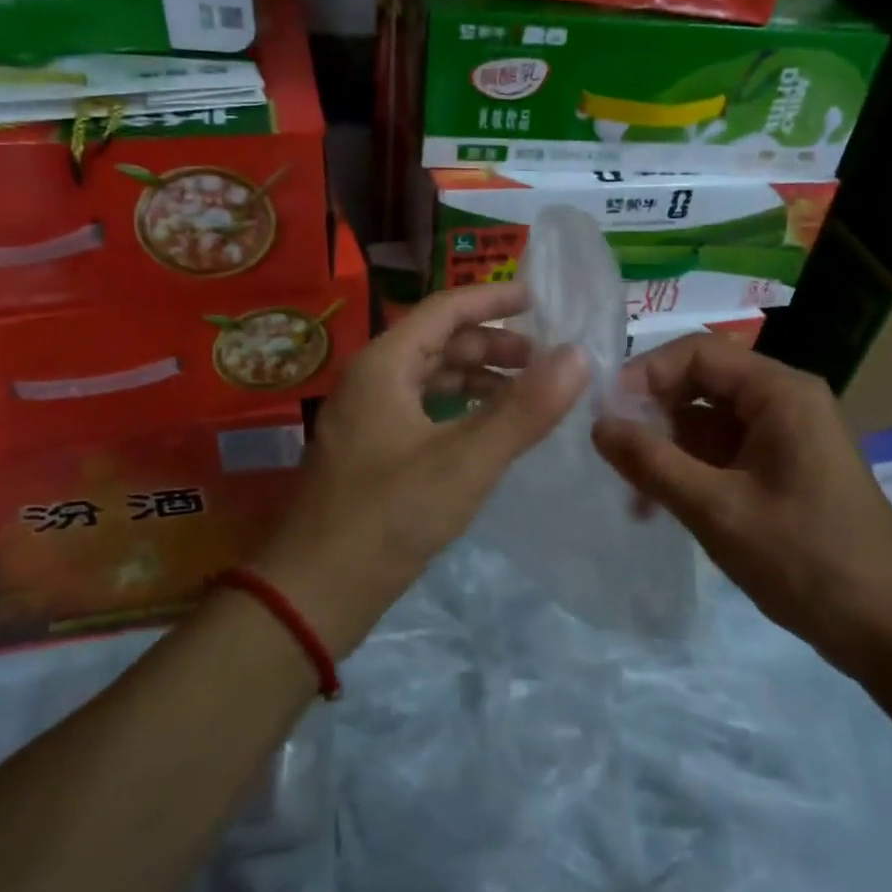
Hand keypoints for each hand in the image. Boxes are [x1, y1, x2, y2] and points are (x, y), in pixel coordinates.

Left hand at [257, 284, 587, 655]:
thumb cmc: (388, 516)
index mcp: (384, 364)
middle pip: (438, 342)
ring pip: (430, 378)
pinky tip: (486, 431)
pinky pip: (421, 410)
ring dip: (477, 378)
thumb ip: (524, 408)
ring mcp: (366, 417)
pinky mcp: (370, 452)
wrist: (313, 592)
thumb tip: (579, 355)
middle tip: (543, 360)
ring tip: (525, 394)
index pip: (444, 309)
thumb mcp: (466, 461)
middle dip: (492, 345)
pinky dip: (459, 409)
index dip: (492, 299)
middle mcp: (371, 380)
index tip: (538, 299)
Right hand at [591, 336, 891, 674]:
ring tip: (630, 492)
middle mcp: (784, 401)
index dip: (646, 373)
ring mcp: (784, 437)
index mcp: (780, 392)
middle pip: (701, 383)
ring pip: (707, 421)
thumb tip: (597, 424)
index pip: (699, 352)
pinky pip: (722, 452)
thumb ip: (652, 463)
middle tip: (611, 451)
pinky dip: (689, 470)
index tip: (606, 412)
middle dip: (653, 413)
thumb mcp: (718, 510)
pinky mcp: (781, 470)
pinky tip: (658, 505)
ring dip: (666, 447)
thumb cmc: (807, 561)